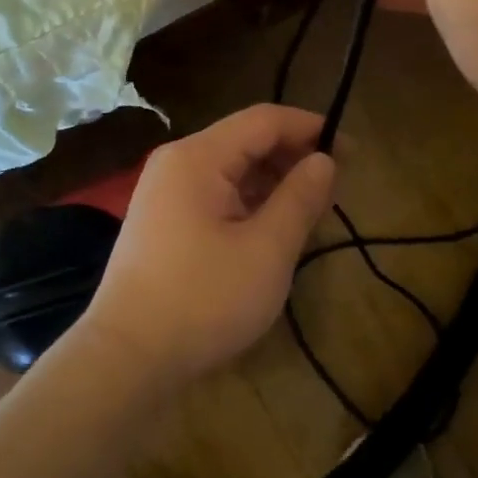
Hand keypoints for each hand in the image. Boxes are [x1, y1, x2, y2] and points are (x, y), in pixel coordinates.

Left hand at [84, 105, 335, 390]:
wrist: (127, 357)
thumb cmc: (203, 300)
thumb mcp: (266, 250)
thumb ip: (300, 198)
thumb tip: (324, 160)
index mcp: (198, 157)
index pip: (264, 120)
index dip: (310, 128)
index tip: (350, 151)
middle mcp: (176, 163)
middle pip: (245, 141)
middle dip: (292, 157)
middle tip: (334, 188)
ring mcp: (163, 192)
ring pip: (230, 170)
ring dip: (272, 182)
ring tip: (309, 211)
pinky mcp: (161, 221)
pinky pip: (213, 194)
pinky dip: (247, 202)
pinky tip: (270, 229)